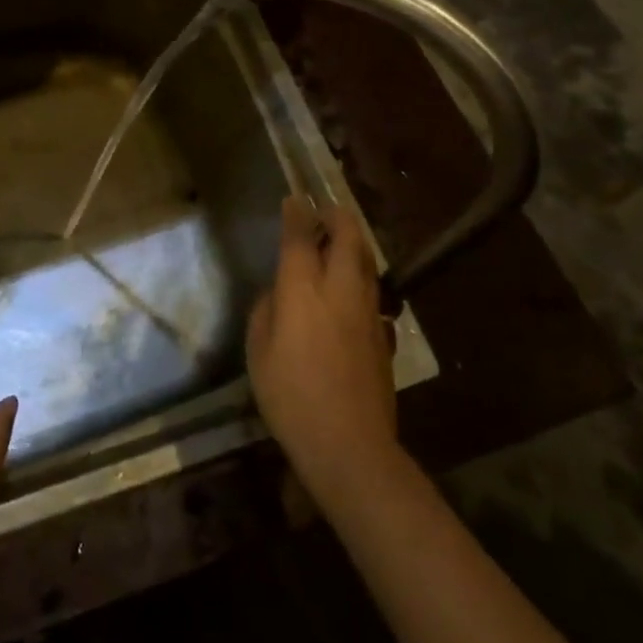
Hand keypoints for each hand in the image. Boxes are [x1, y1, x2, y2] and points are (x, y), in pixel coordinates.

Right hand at [247, 199, 398, 507]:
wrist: (349, 444)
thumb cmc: (290, 396)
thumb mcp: (258, 352)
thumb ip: (267, 312)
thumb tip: (278, 293)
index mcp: (303, 289)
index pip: (301, 237)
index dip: (297, 213)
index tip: (295, 198)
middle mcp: (339, 289)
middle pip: (347, 237)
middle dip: (337, 215)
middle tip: (326, 209)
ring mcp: (367, 311)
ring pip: (366, 261)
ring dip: (354, 243)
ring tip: (340, 240)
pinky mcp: (383, 334)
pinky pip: (373, 292)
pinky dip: (362, 278)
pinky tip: (353, 291)